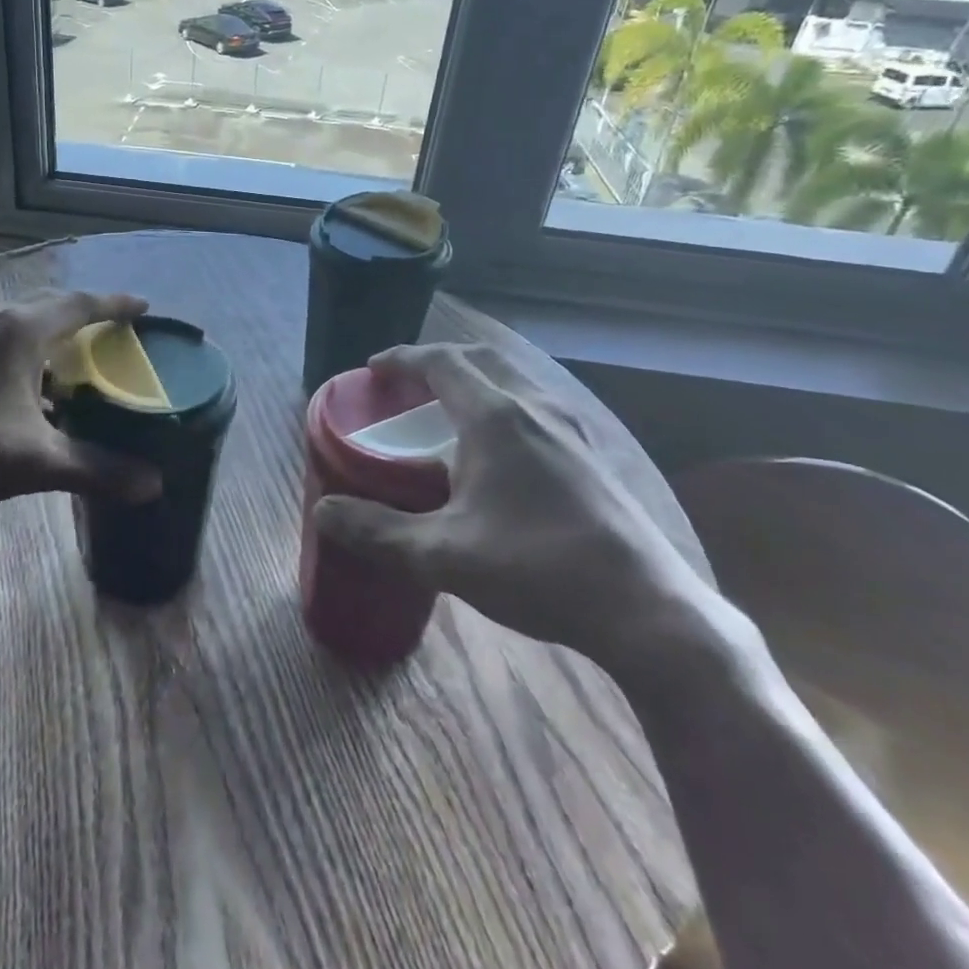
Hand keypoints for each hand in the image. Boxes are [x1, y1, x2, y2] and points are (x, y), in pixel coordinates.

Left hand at [0, 290, 162, 525]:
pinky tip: (19, 386)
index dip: (116, 305)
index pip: (81, 305)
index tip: (145, 307)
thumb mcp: (36, 462)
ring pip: (17, 321)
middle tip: (111, 332)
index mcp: (20, 330)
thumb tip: (153, 486)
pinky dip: (20, 350)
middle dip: (83, 315)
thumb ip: (96, 469)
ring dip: (48, 333)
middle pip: (49, 305)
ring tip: (68, 359)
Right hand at [313, 343, 713, 672]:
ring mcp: (572, 429)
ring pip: (515, 380)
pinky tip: (501, 448)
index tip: (374, 367)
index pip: (441, 363)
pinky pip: (537, 405)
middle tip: (408, 383)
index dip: (403, 359)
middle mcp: (535, 408)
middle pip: (480, 360)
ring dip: (475, 380)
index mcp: (496, 417)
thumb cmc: (537, 569)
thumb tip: (322, 512)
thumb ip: (378, 531)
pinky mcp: (593, 455)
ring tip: (449, 410)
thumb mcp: (444, 555)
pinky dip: (504, 403)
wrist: (646, 610)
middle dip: (438, 361)